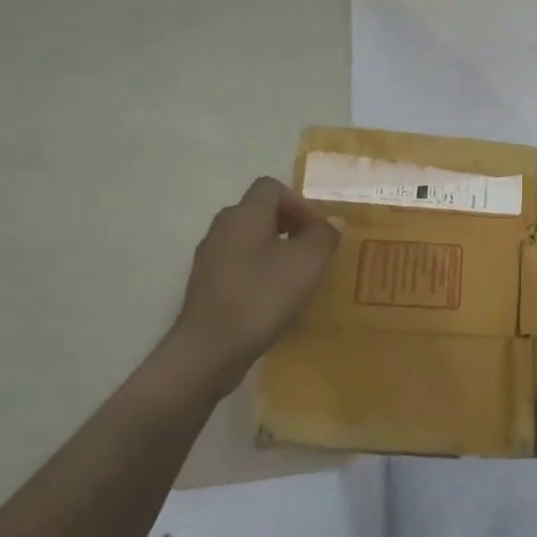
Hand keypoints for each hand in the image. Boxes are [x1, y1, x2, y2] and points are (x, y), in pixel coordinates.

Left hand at [171, 177, 338, 387]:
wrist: (209, 349)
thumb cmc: (261, 296)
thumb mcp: (307, 263)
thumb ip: (323, 236)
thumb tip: (331, 223)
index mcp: (245, 214)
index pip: (271, 187)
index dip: (299, 202)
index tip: (316, 230)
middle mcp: (222, 227)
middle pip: (259, 210)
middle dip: (289, 224)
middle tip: (310, 250)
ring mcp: (209, 256)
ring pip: (247, 238)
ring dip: (274, 247)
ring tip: (294, 275)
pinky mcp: (204, 284)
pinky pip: (237, 262)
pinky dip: (257, 269)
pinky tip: (271, 297)